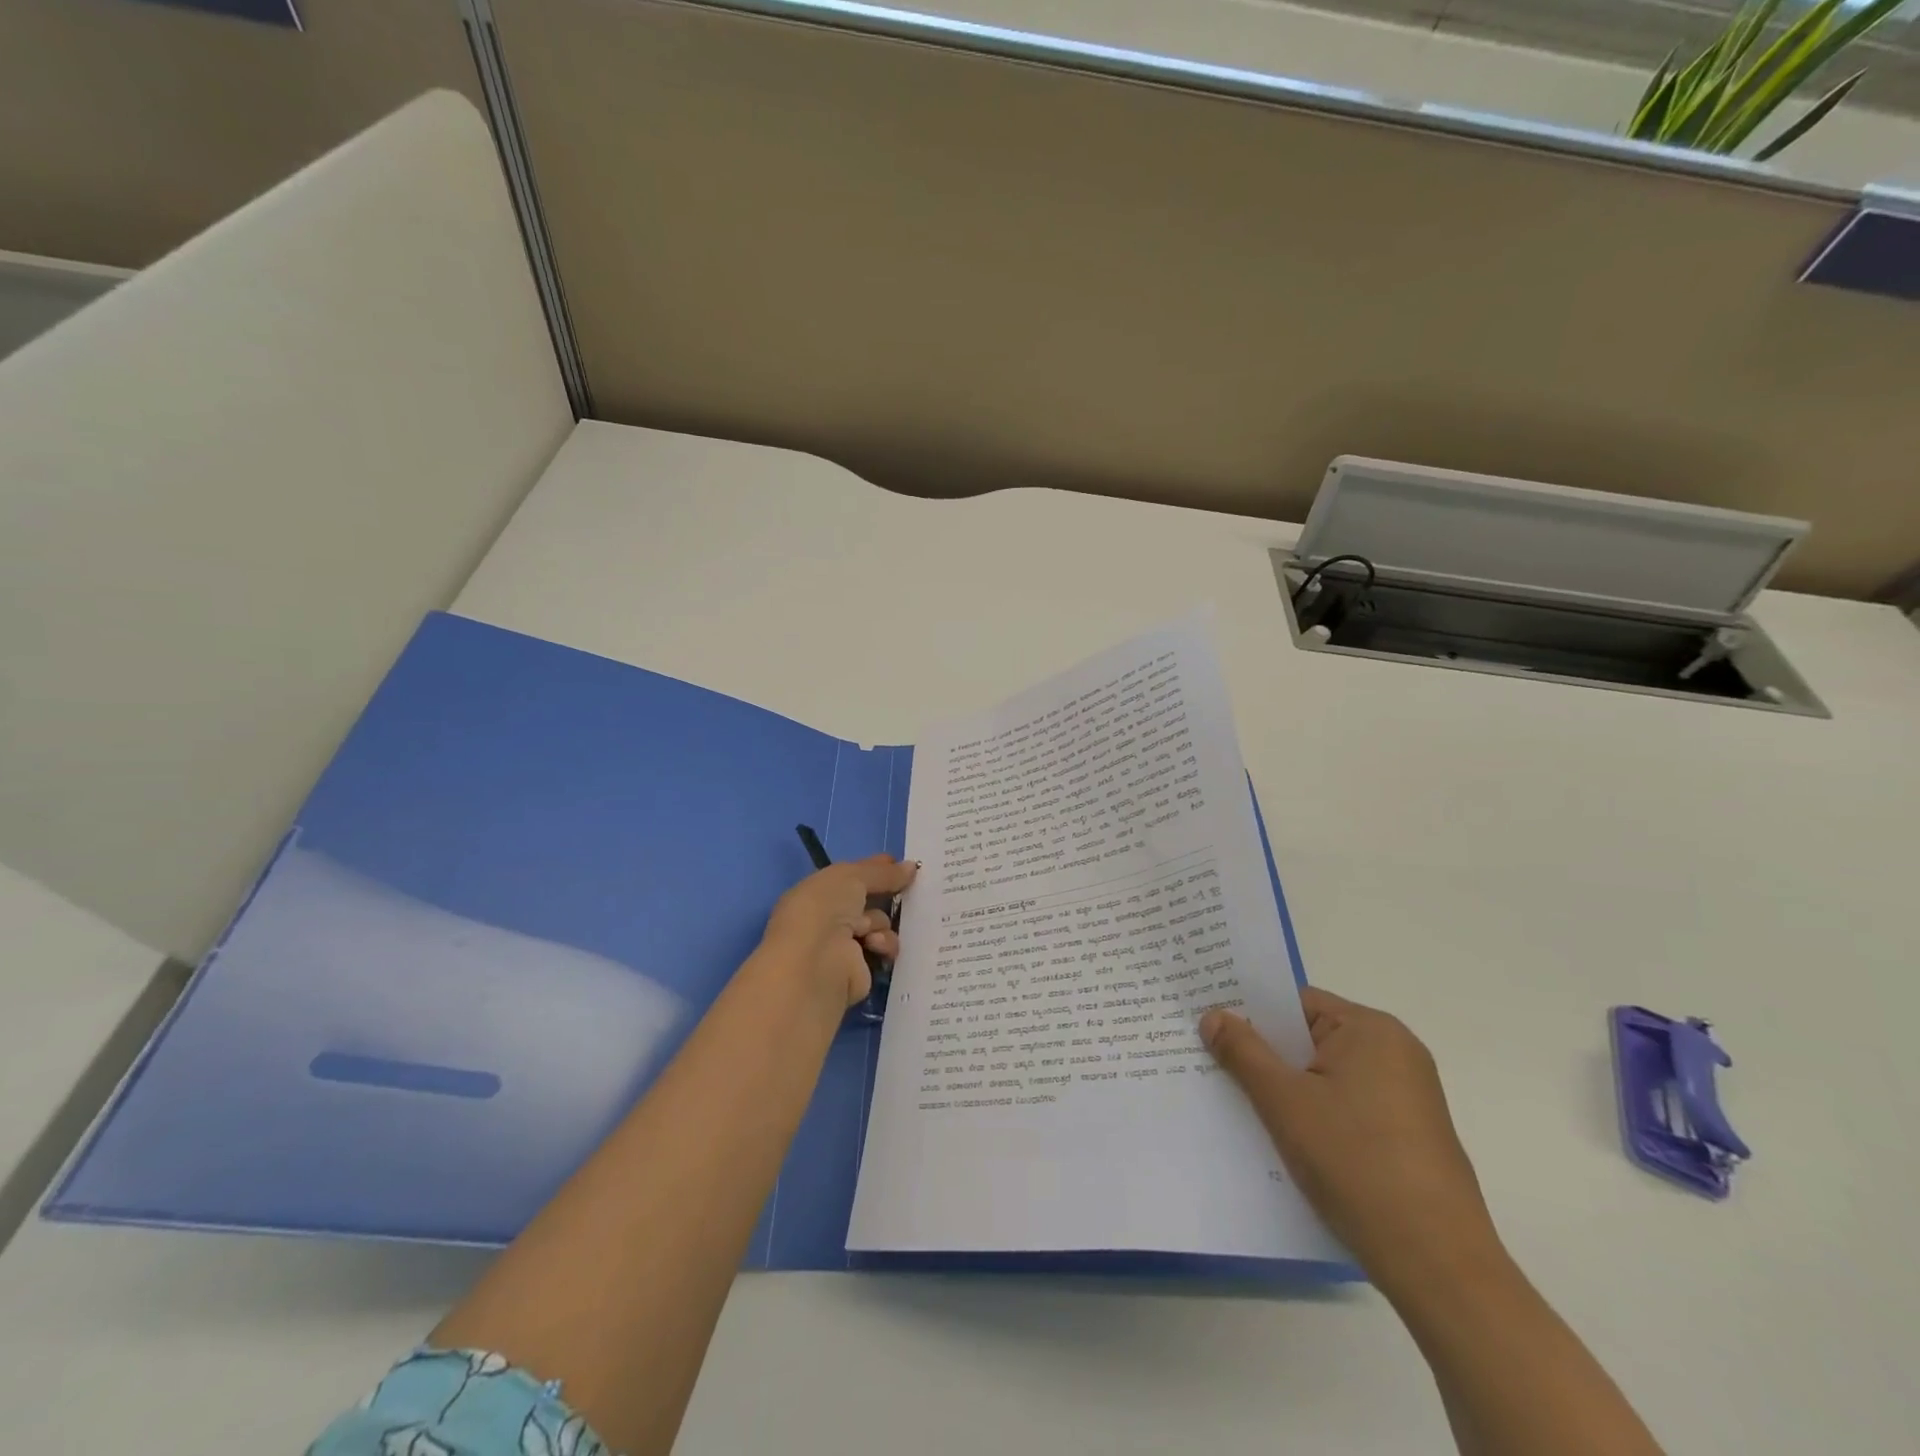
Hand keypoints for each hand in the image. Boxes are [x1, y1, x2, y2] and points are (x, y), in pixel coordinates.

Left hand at [761, 855, 917, 1007]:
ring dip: (880, 923)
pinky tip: (874, 945)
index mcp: (817, 892)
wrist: (817, 963)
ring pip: (879, 923)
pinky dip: (884, 944)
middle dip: (887, 895)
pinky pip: (884, 948)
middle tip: (910, 889)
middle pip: (868, 900)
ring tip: (869, 930)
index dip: (875, 869)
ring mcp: (843, 944)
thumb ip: (882, 872)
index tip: (903, 865)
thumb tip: (911, 867)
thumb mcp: (852, 877)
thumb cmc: (824, 909)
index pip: (851, 876)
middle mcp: (828, 917)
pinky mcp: (860, 968)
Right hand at [1201, 989, 1502, 1297]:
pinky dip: (1313, 1114)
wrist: (1438, 1265)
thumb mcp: (1284, 1101)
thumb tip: (1212, 1015)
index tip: (1208, 1023)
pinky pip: (1346, 1106)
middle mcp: (1396, 1052)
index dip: (1249, 1012)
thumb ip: (1243, 1051)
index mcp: (1371, 1029)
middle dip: (1263, 1053)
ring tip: (1237, 1101)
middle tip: (1210, 1060)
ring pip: (1325, 1076)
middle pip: (1310, 1038)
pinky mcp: (1409, 1135)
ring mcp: (1407, 1096)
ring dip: (1286, 1088)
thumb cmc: (1356, 1163)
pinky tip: (1283, 1138)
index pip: (1295, 1003)